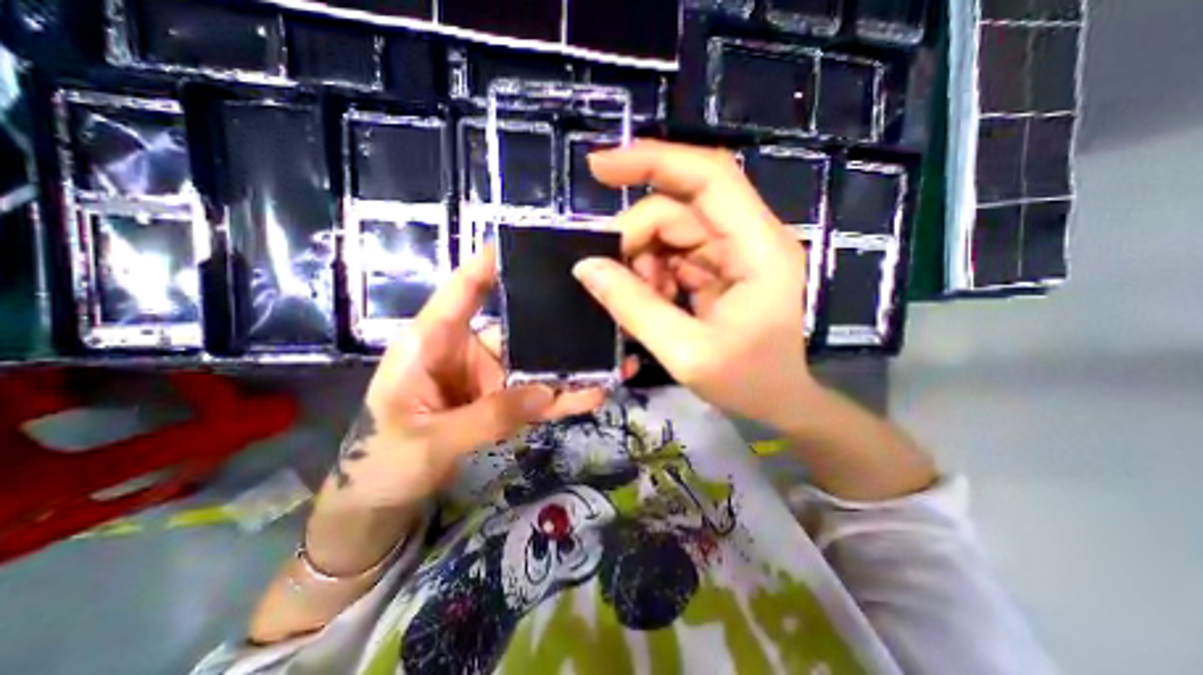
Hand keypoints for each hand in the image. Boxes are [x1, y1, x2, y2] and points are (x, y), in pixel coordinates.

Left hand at [305, 249, 631, 574]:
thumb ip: (487, 416)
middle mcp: (469, 351)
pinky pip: (541, 396)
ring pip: (538, 364)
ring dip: (574, 364)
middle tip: (599, 306)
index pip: (463, 291)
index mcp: (433, 342)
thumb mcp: (429, 439)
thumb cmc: (384, 460)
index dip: (489, 265)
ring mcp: (492, 379)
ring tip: (614, 356)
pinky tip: (598, 391)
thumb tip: (546, 393)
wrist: (385, 499)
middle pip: (518, 326)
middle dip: (556, 319)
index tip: (526, 244)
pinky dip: (568, 396)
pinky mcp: (506, 403)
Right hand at [573, 140, 818, 429]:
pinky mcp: (720, 266)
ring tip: (641, 299)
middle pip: (679, 208)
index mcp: (758, 248)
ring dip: (643, 260)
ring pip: (671, 231)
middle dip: (637, 237)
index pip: (708, 177)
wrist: (778, 400)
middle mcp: (750, 237)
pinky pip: (674, 254)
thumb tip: (585, 267)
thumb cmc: (746, 382)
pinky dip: (653, 273)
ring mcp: (734, 251)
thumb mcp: (686, 352)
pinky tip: (654, 300)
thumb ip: (634, 307)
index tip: (598, 168)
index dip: (653, 161)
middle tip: (610, 275)